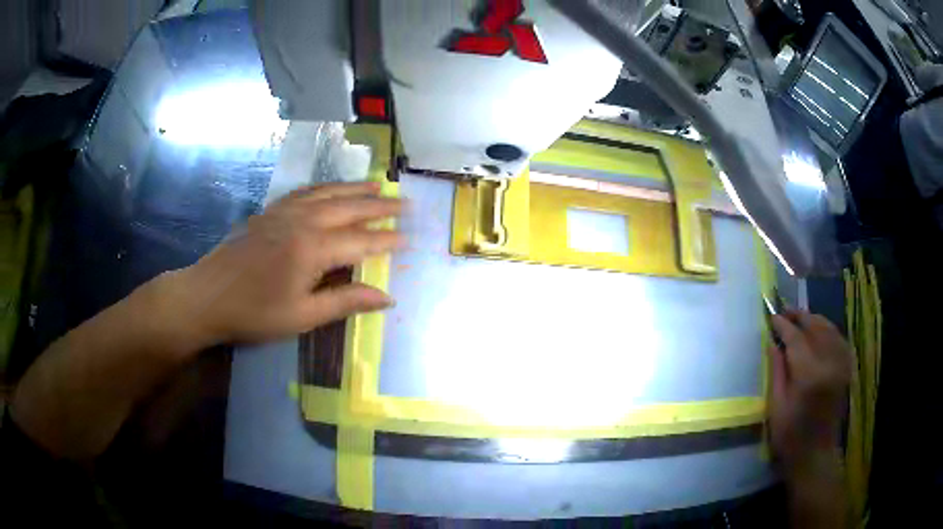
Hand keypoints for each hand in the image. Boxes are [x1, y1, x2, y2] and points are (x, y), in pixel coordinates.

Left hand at [155, 181, 404, 350]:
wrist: (206, 295)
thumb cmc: (254, 312)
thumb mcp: (302, 316)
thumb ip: (345, 301)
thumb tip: (387, 297)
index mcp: (313, 248)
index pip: (361, 241)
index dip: (388, 240)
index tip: (411, 238)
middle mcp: (303, 220)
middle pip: (349, 207)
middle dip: (379, 206)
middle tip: (405, 202)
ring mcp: (284, 211)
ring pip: (328, 193)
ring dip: (355, 189)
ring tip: (377, 185)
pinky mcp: (270, 211)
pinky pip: (305, 191)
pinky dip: (326, 187)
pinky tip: (332, 188)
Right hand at [767, 311, 851, 477]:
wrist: (816, 454)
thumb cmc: (790, 436)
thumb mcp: (776, 406)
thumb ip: (776, 370)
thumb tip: (772, 341)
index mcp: (810, 375)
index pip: (796, 338)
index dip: (783, 325)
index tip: (771, 317)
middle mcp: (829, 363)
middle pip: (815, 326)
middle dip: (799, 316)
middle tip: (784, 311)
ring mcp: (841, 364)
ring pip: (829, 328)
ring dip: (814, 319)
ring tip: (799, 318)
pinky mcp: (846, 368)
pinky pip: (838, 338)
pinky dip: (827, 329)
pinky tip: (819, 331)